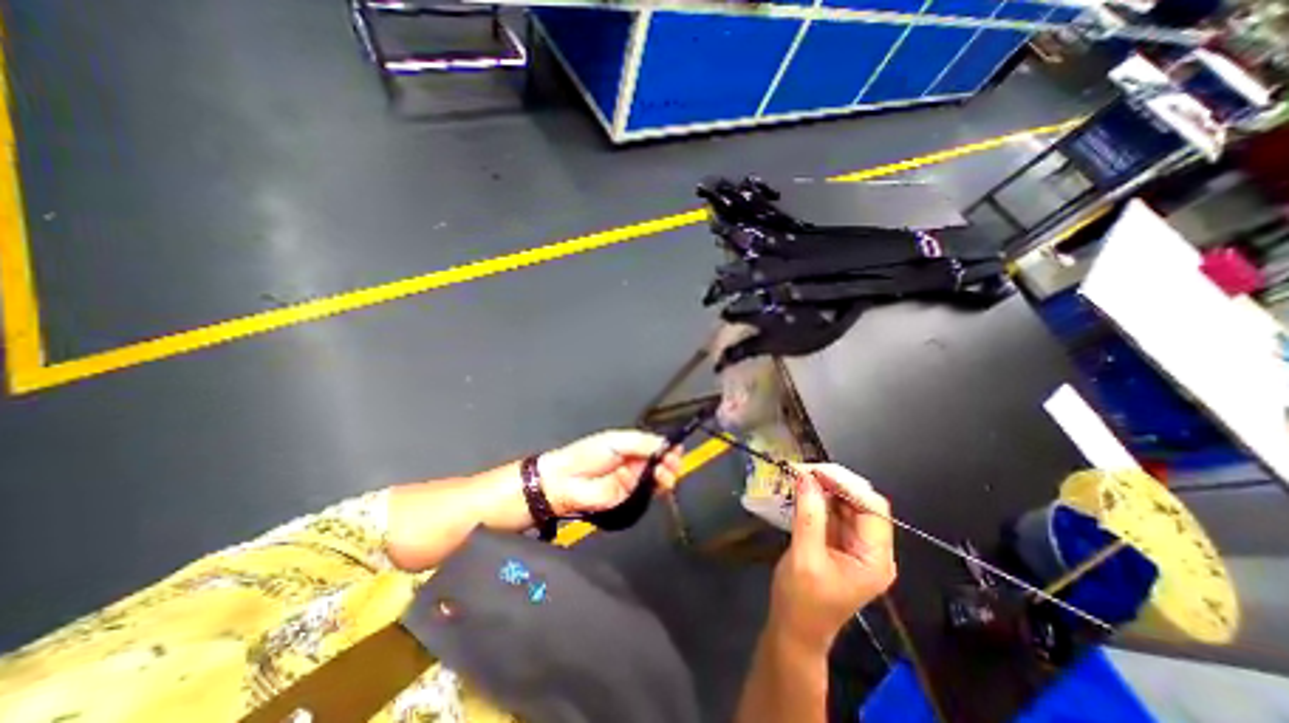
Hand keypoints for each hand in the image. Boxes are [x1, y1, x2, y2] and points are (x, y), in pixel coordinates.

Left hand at [540, 432, 689, 515]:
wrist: (566, 483)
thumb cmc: (585, 456)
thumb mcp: (616, 441)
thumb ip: (642, 442)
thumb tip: (665, 443)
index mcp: (630, 445)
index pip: (656, 444)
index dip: (667, 445)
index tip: (676, 447)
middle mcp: (635, 461)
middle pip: (661, 460)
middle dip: (670, 459)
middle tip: (673, 459)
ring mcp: (634, 479)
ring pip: (659, 476)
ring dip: (667, 473)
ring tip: (665, 470)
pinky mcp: (632, 497)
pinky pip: (650, 492)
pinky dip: (659, 487)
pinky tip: (660, 481)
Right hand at [763, 467, 897, 651]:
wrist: (794, 629)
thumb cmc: (802, 602)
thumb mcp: (804, 558)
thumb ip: (808, 516)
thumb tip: (806, 477)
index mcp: (875, 558)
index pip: (873, 508)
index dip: (847, 484)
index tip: (816, 472)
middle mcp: (871, 548)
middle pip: (862, 501)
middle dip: (834, 482)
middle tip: (803, 471)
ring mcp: (855, 544)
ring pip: (846, 502)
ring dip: (824, 486)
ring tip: (800, 476)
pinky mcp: (838, 541)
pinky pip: (833, 510)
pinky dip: (818, 497)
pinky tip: (802, 489)